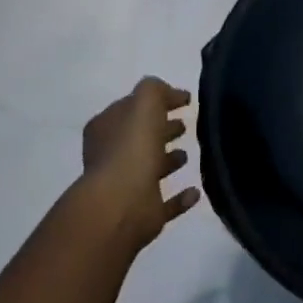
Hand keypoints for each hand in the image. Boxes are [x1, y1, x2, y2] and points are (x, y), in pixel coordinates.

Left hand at [80, 77, 201, 250]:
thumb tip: (169, 93)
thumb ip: (155, 91)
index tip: (184, 100)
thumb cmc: (132, 147)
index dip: (155, 102)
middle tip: (185, 125)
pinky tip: (195, 192)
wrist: (122, 203)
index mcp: (106, 129)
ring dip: (167, 161)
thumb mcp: (145, 103)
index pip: (131, 108)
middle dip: (161, 129)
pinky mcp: (143, 212)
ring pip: (150, 169)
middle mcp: (111, 156)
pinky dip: (179, 198)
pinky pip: (165, 203)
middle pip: (139, 137)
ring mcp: (126, 186)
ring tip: (188, 153)